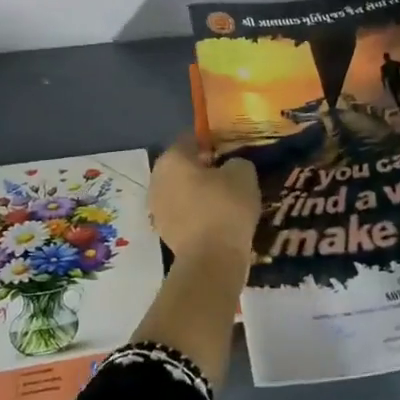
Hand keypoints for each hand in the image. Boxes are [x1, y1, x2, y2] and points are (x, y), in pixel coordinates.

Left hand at [149, 135, 258, 265]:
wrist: (211, 260)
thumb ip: (236, 162)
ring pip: (181, 190)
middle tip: (228, 174)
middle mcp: (157, 179)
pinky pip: (182, 212)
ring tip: (225, 198)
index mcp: (172, 159)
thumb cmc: (225, 207)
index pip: (190, 139)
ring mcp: (156, 207)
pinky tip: (217, 218)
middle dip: (202, 167)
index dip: (211, 141)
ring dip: (198, 191)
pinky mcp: (163, 231)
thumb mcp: (243, 174)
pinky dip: (196, 212)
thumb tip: (230, 166)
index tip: (229, 150)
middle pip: (182, 165)